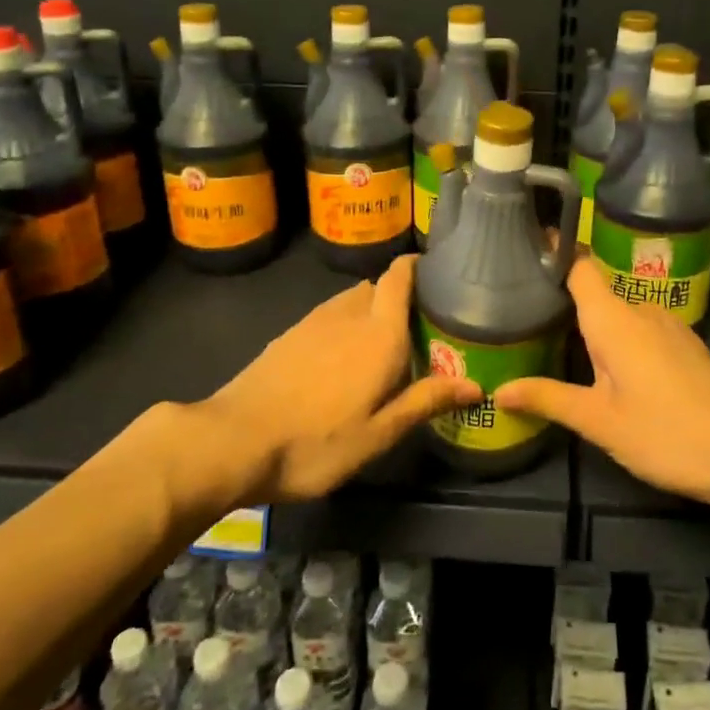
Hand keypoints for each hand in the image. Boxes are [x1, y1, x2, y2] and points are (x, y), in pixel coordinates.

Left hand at [185, 254, 478, 504]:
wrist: (234, 440)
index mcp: (379, 334)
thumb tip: (475, 384)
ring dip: (370, 310)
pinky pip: (328, 315)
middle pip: (378, 287)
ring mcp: (313, 321)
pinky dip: (344, 324)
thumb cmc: (316, 442)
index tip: (438, 275)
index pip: (400, 277)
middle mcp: (349, 315)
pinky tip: (340, 359)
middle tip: (419, 327)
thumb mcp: (378, 434)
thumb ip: (425, 402)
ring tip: (381, 343)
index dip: (418, 267)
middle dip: (399, 297)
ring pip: (351, 300)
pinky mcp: (288, 335)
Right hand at [495, 258, 709, 511]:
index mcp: (615, 319)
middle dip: (566, 303)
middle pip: (597, 292)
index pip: (579, 266)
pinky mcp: (687, 345)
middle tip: (527, 317)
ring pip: (621, 314)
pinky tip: (612, 369)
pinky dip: (621, 339)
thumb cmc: (666, 434)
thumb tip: (500, 390)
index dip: (554, 253)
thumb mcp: (600, 422)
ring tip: (561, 344)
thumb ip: (549, 398)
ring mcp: (670, 326)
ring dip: (596, 326)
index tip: (525, 249)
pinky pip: (642, 328)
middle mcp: (642, 310)